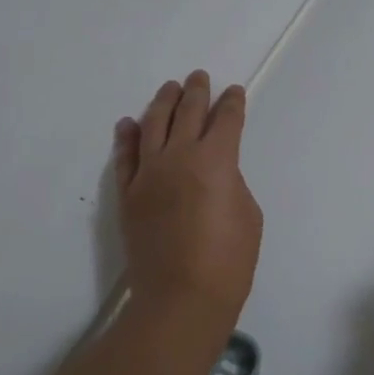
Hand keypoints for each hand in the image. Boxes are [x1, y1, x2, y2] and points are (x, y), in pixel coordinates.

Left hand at [114, 72, 262, 345]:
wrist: (181, 297)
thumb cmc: (228, 259)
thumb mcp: (248, 213)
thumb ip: (231, 181)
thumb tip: (215, 172)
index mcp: (216, 159)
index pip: (226, 120)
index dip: (232, 103)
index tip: (234, 92)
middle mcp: (179, 156)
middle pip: (188, 113)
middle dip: (197, 92)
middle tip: (199, 77)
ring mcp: (148, 173)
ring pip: (153, 125)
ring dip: (163, 103)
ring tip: (170, 88)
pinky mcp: (128, 194)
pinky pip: (125, 156)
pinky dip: (127, 137)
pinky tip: (129, 123)